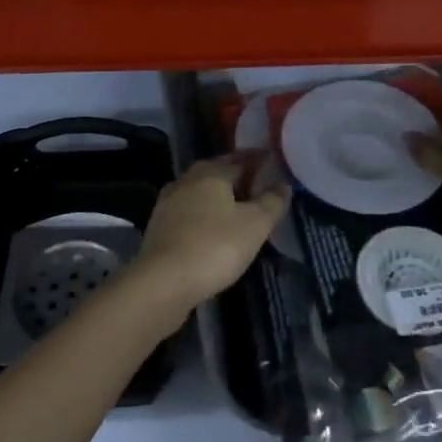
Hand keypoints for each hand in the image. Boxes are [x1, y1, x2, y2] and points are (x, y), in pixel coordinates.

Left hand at [128, 157, 288, 315]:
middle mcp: (187, 180)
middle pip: (216, 172)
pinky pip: (187, 213)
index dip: (257, 159)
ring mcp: (168, 203)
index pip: (239, 158)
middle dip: (235, 175)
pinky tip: (209, 229)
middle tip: (255, 184)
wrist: (162, 283)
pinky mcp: (158, 228)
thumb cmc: (214, 247)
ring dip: (216, 196)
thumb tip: (283, 184)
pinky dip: (202, 215)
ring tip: (234, 207)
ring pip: (199, 192)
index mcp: (211, 173)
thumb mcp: (255, 226)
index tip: (271, 162)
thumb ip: (272, 203)